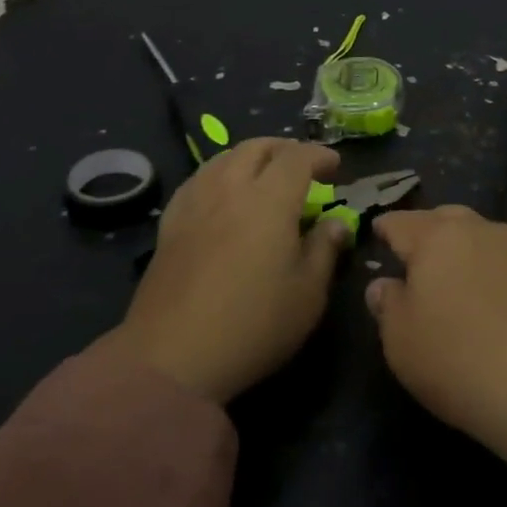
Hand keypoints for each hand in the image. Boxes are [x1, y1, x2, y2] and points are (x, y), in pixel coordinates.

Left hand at [101, 139, 347, 403]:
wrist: (172, 358)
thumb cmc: (253, 325)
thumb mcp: (307, 294)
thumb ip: (324, 250)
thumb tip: (336, 223)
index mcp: (269, 200)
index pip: (297, 158)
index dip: (319, 155)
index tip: (335, 166)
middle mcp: (230, 189)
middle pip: (257, 148)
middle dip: (284, 149)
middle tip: (302, 166)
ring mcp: (195, 203)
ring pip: (224, 158)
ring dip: (251, 157)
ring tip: (264, 175)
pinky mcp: (170, 224)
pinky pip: (198, 180)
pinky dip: (220, 174)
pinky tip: (223, 194)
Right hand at [367, 207, 506, 506]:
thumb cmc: (457, 358)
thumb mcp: (400, 340)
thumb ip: (387, 305)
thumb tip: (384, 285)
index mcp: (435, 235)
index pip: (399, 222)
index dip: (383, 229)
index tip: (375, 236)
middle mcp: (477, 229)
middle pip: (442, 219)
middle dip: (424, 233)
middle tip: (411, 261)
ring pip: (475, 236)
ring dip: (458, 250)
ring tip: (448, 282)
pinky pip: (500, 260)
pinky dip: (485, 270)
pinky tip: (483, 299)